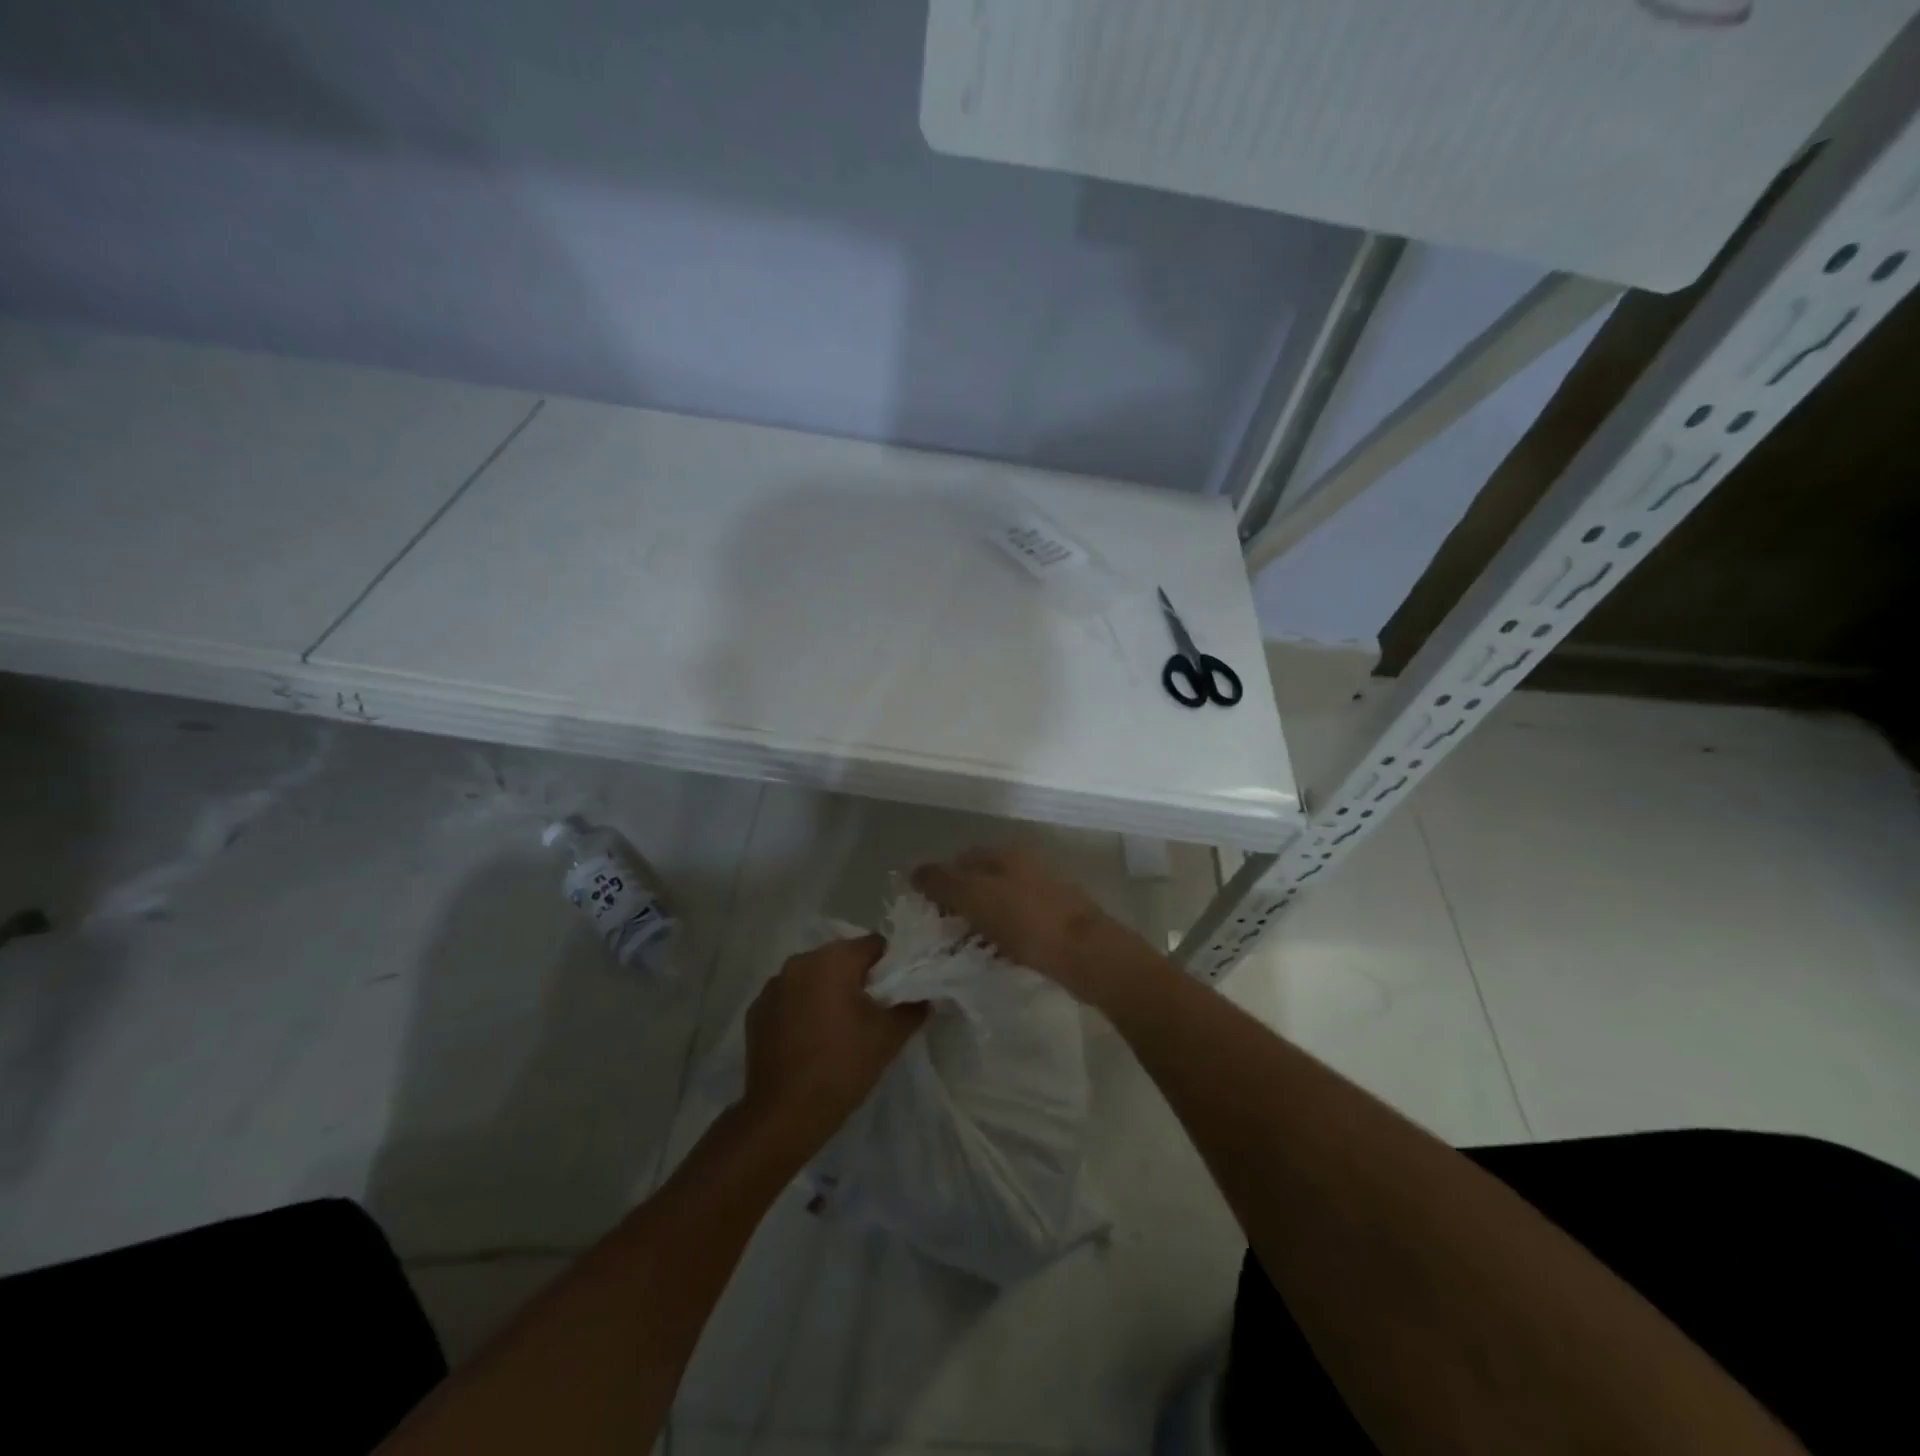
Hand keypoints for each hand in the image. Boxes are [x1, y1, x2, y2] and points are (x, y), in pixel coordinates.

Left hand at [741, 934, 925, 1151]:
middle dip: (858, 978)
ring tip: (841, 1026)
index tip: (897, 991)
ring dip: (828, 991)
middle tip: (873, 1010)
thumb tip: (922, 995)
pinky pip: (790, 998)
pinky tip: (811, 1038)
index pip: (873, 945)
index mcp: (832, 959)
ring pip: (814, 977)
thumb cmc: (842, 1065)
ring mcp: (773, 986)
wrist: (784, 1114)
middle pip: (841, 958)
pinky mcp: (756, 1011)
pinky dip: (803, 1008)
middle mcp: (800, 962)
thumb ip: (912, 1006)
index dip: (890, 964)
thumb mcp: (889, 1036)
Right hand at [911, 847, 1155, 1004]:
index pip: (961, 860)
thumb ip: (942, 882)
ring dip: (980, 922)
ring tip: (965, 949)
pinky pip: (1018, 925)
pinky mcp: (1057, 921)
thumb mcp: (975, 897)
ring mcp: (1044, 892)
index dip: (940, 883)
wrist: (1087, 954)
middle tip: (943, 933)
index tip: (927, 913)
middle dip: (960, 904)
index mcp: (1006, 853)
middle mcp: (1026, 865)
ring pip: (999, 904)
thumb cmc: (1027, 921)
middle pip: (981, 881)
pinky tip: (996, 956)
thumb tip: (915, 871)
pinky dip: (1002, 937)